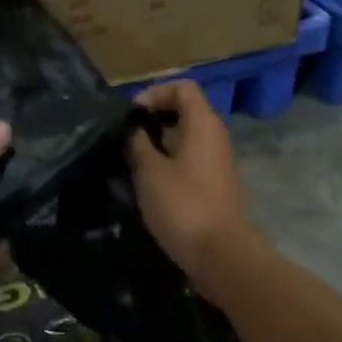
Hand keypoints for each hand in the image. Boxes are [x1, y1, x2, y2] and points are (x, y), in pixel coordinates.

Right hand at [127, 81, 252, 288]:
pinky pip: (184, 163)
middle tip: (123, 138)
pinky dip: (163, 166)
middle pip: (182, 113)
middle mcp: (213, 137)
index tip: (130, 114)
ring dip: (154, 147)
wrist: (219, 253)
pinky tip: (140, 185)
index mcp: (202, 124)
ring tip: (125, 163)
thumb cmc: (182, 204)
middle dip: (150, 121)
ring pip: (181, 141)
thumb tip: (133, 130)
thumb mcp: (149, 170)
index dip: (154, 93)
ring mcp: (214, 163)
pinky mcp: (210, 186)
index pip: (182, 88)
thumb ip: (137, 143)